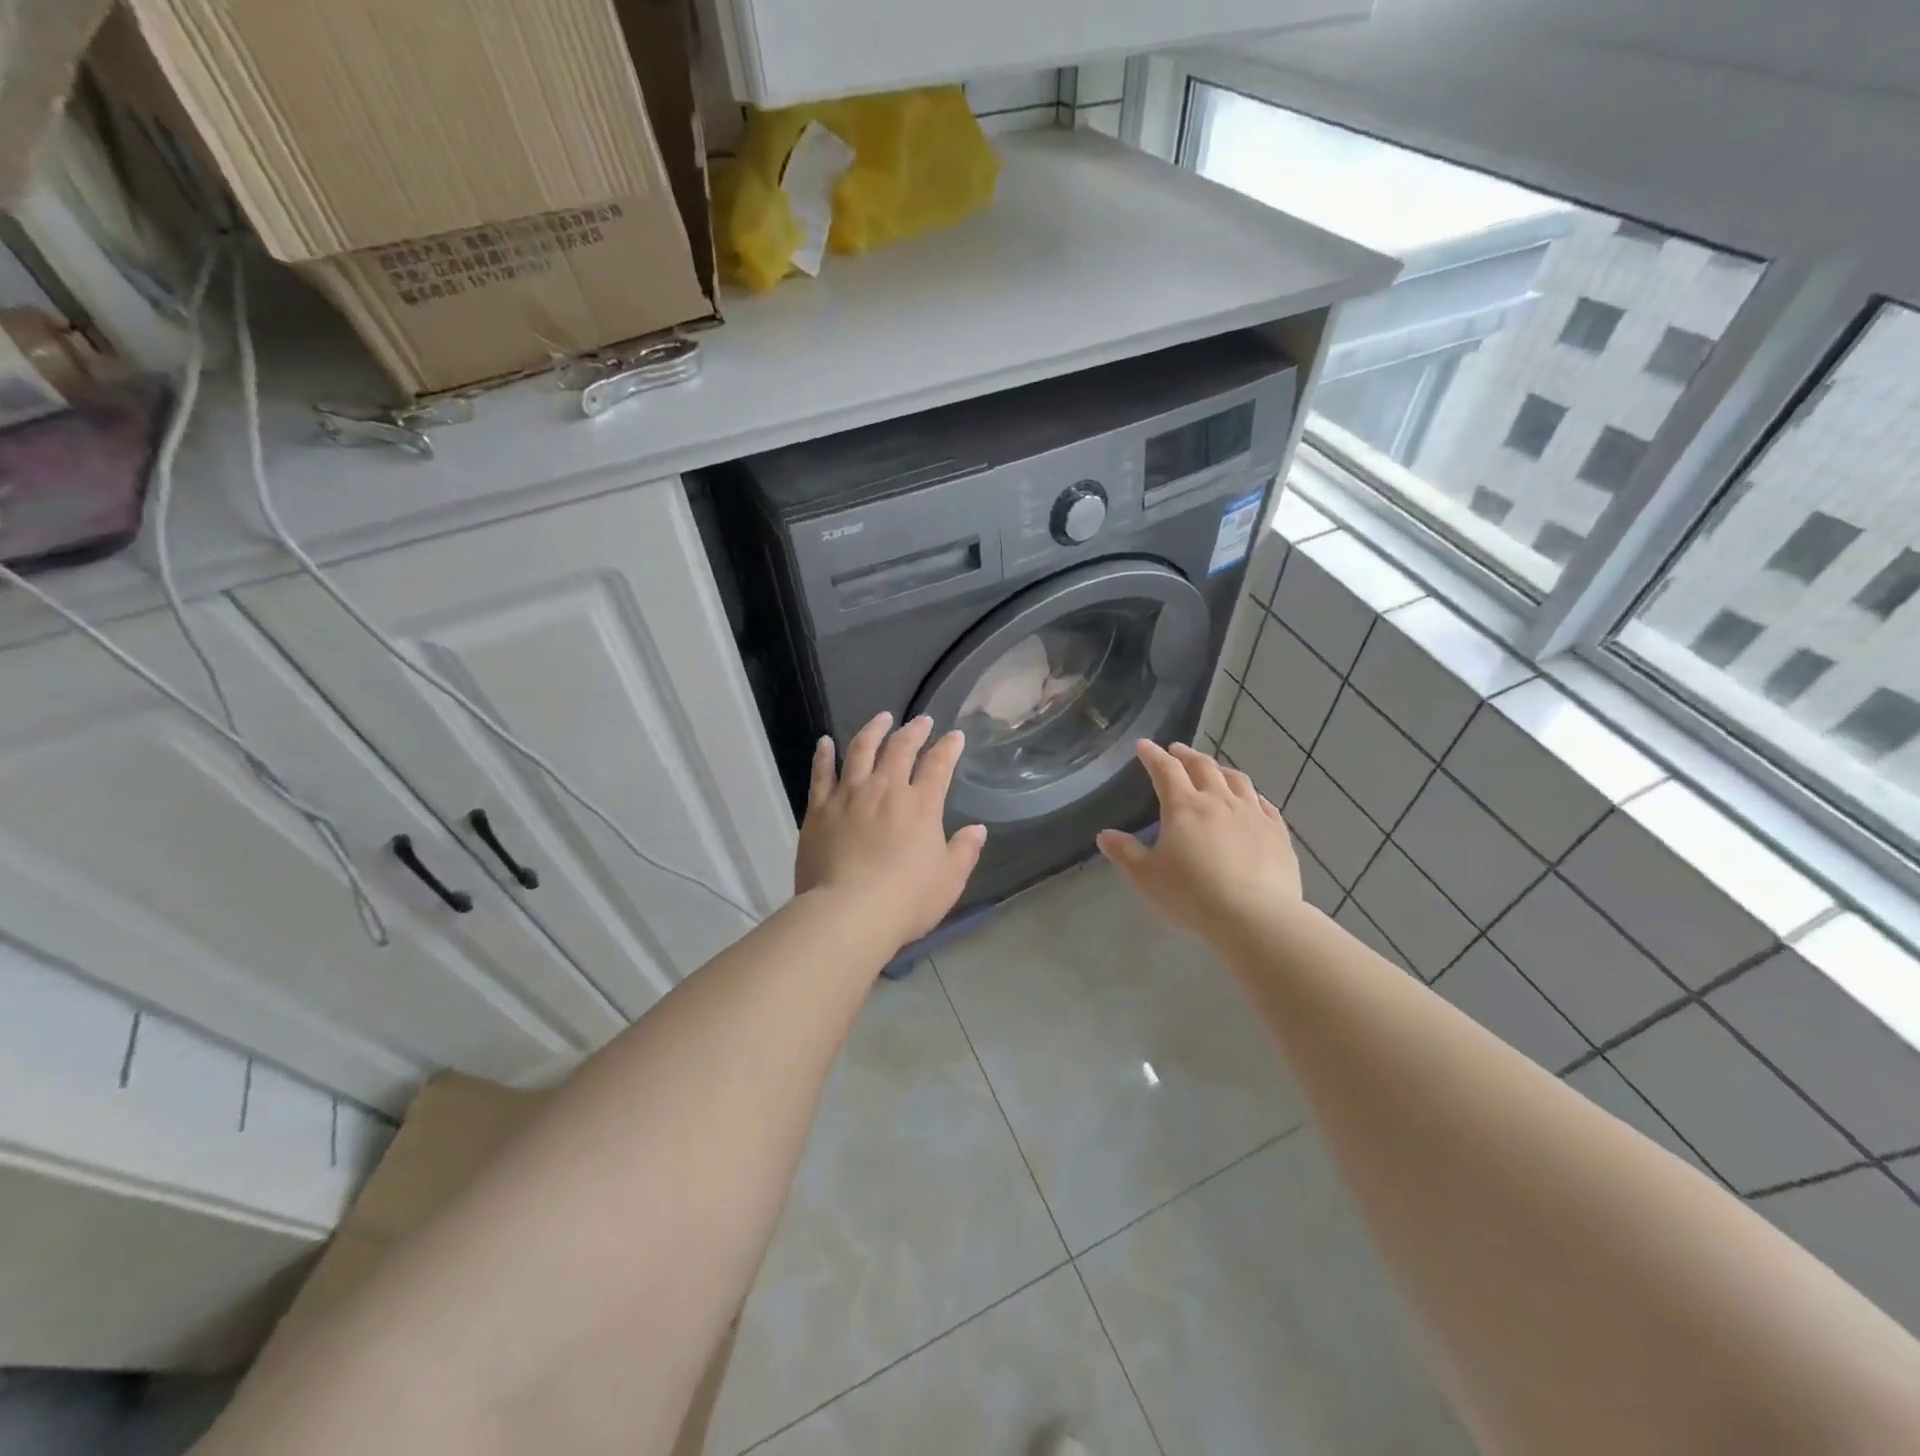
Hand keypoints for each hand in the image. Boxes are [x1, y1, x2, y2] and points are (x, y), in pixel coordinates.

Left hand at [795, 712, 988, 946]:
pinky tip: (825, 742)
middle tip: (921, 720)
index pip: (939, 765)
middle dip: (914, 731)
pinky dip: (824, 754)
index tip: (955, 736)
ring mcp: (849, 795)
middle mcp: (885, 789)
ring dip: (873, 730)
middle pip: (900, 748)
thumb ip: (964, 851)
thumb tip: (977, 829)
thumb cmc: (906, 899)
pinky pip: (821, 774)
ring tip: (881, 718)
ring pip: (861, 750)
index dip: (948, 747)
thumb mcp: (949, 880)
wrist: (849, 913)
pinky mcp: (819, 809)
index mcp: (921, 805)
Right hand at [1097, 741, 1302, 936]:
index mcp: (1184, 807)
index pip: (1165, 770)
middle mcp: (1219, 801)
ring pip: (1237, 780)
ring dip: (1220, 770)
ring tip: (1213, 770)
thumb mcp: (1147, 877)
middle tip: (1176, 750)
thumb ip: (1126, 853)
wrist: (1255, 917)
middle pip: (1203, 767)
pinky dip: (1252, 795)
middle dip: (1186, 755)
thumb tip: (1105, 836)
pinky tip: (1252, 800)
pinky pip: (1264, 804)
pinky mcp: (1278, 833)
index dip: (1153, 755)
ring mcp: (1253, 814)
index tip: (1144, 745)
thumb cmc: (1192, 895)